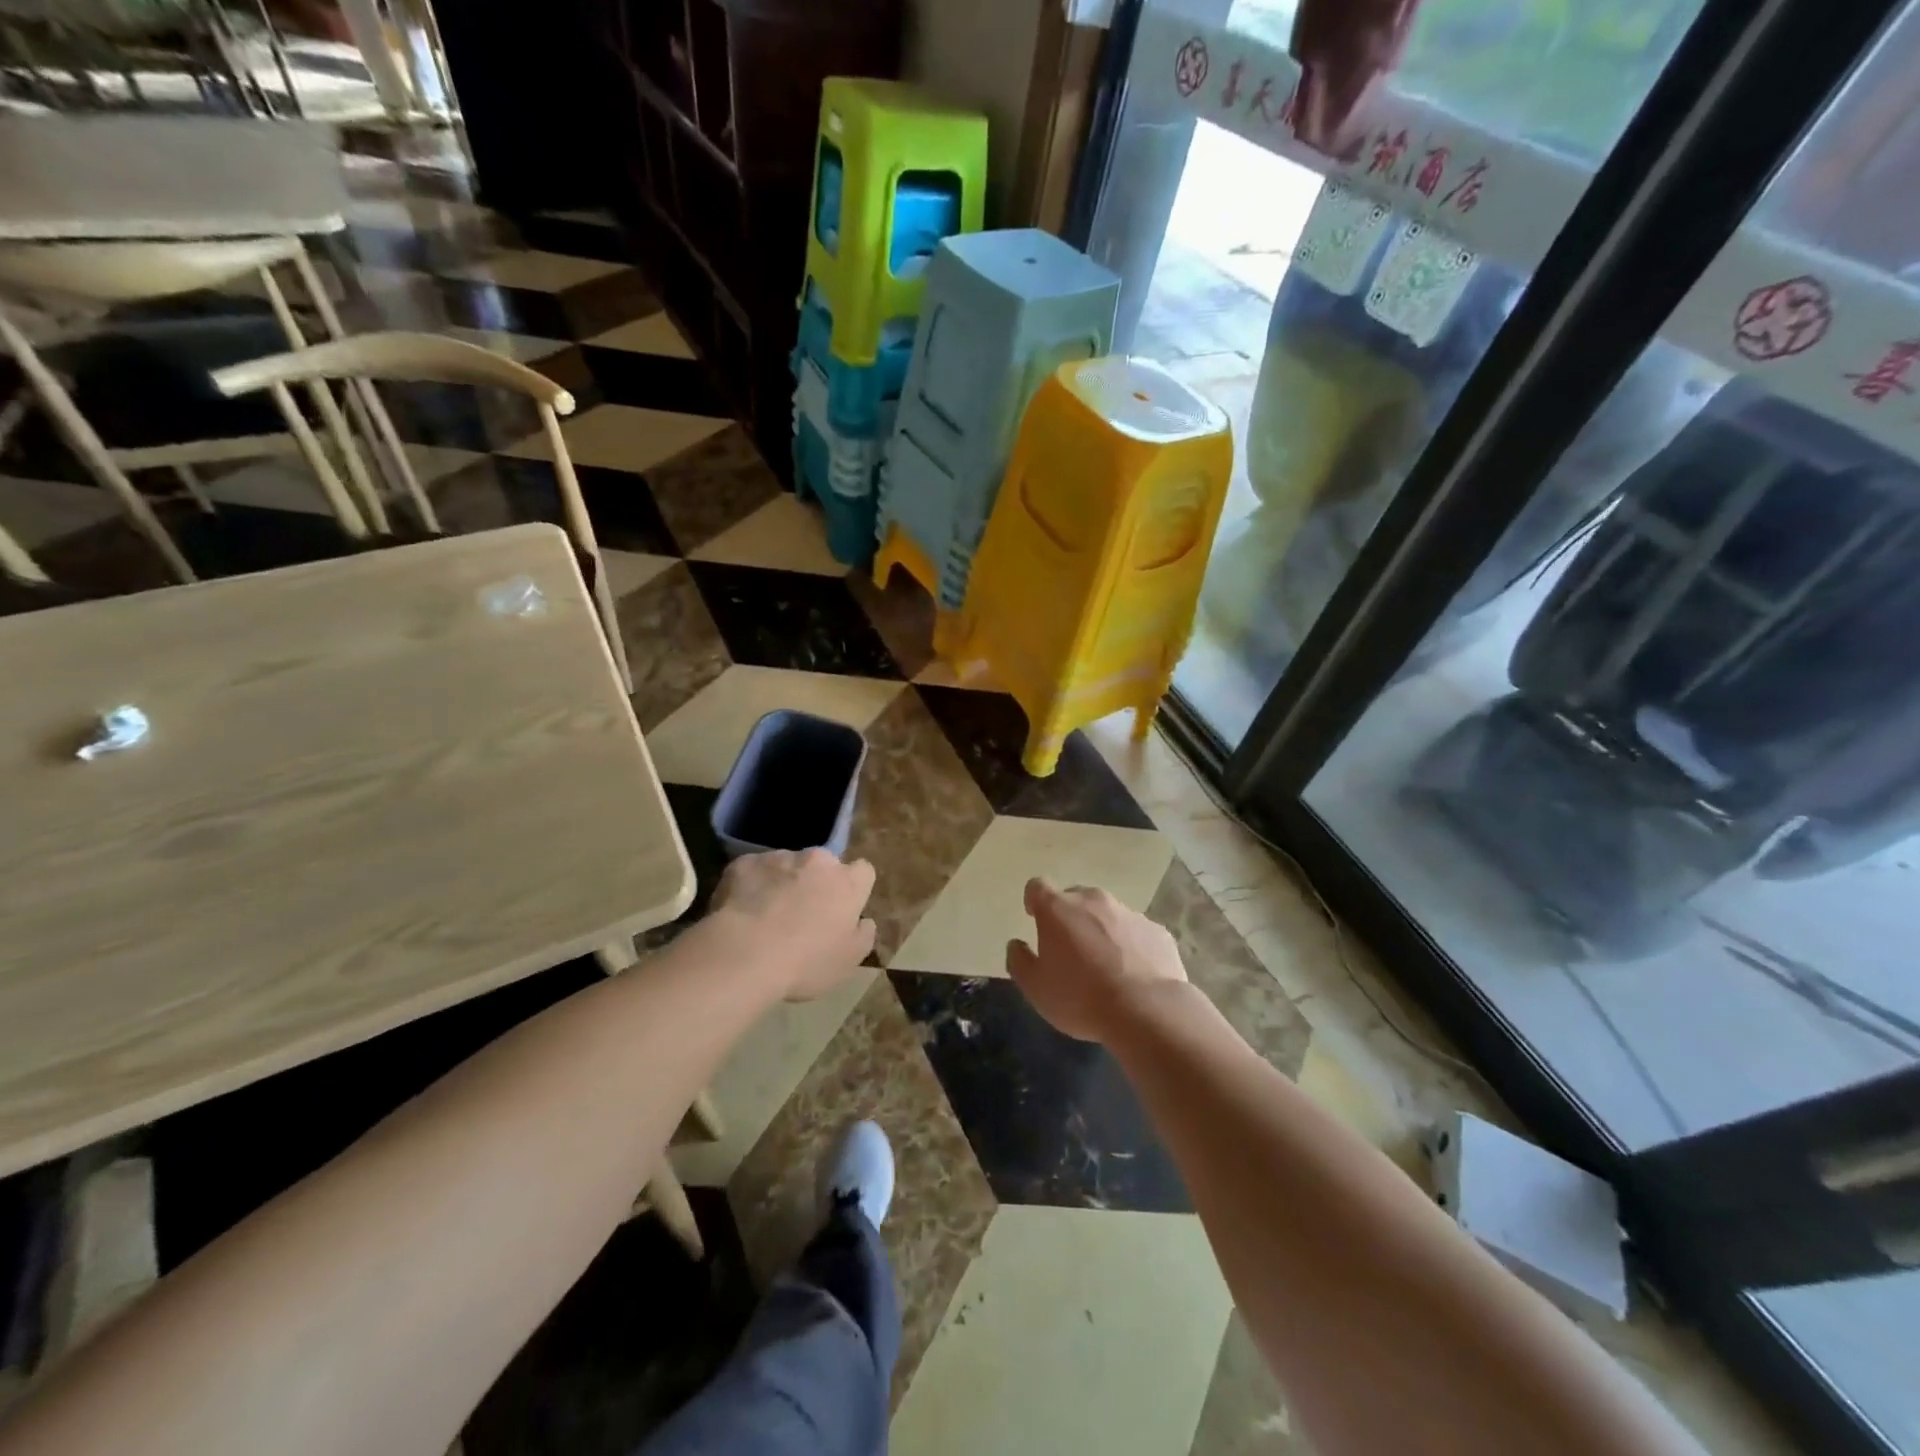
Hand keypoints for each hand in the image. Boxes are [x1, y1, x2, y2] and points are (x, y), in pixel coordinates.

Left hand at [709, 849, 876, 999]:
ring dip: (783, 883)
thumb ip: (863, 934)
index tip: (842, 909)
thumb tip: (863, 921)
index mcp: (847, 882)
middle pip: (823, 865)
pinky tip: (741, 912)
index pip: (863, 871)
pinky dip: (751, 885)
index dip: (853, 889)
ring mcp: (778, 857)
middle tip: (801, 915)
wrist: (744, 954)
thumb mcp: (849, 961)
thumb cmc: (805, 962)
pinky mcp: (744, 863)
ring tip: (766, 916)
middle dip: (816, 883)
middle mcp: (817, 860)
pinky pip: (753, 871)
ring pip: (786, 866)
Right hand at [1005, 879, 1187, 1041]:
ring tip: (1104, 965)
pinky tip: (1133, 974)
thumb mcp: (1035, 988)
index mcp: (1058, 909)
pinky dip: (1130, 945)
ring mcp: (1129, 913)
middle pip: (1075, 897)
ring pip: (1108, 914)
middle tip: (1069, 948)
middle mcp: (1093, 900)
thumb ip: (1019, 961)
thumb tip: (1016, 945)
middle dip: (1069, 916)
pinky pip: (1136, 932)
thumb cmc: (1080, 997)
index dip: (1034, 901)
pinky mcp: (1157, 930)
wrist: (1147, 1010)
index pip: (1038, 887)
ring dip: (1101, 930)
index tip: (1034, 918)